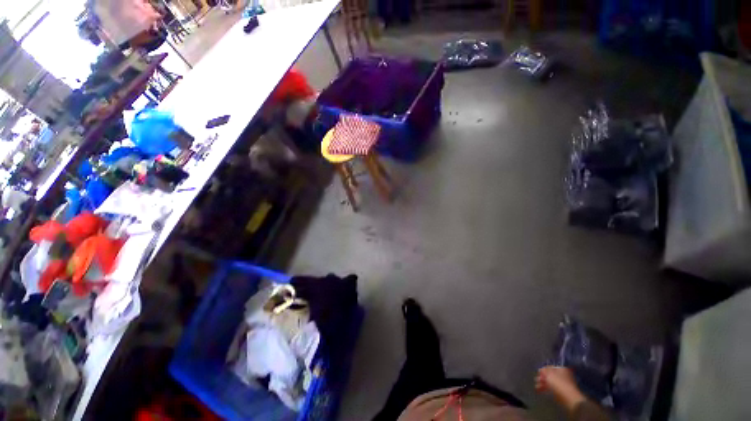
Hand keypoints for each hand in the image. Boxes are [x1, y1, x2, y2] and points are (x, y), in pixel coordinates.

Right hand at [535, 366, 586, 412]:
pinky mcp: (562, 392)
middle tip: (536, 380)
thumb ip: (544, 370)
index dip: (543, 370)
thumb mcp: (549, 374)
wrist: (570, 399)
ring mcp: (563, 384)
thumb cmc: (559, 384)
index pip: (549, 367)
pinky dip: (546, 389)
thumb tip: (541, 369)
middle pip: (550, 375)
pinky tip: (540, 391)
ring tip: (537, 387)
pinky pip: (552, 389)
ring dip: (543, 384)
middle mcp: (563, 375)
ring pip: (550, 382)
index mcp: (561, 369)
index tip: (538, 374)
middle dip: (542, 378)